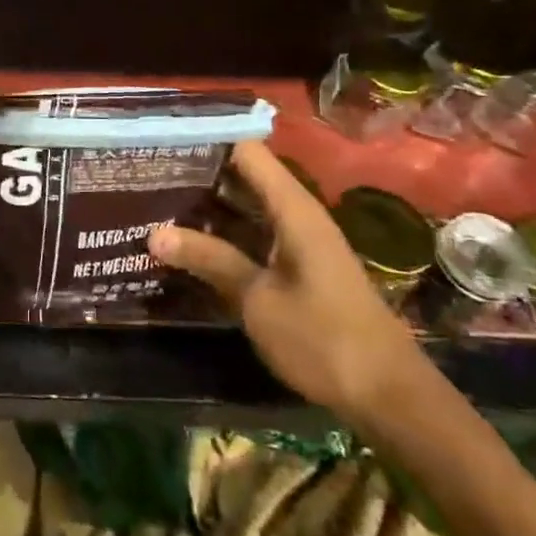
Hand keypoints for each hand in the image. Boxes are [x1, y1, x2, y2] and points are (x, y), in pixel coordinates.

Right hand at [149, 141, 430, 423]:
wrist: (388, 397)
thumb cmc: (324, 339)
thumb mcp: (258, 299)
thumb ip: (210, 260)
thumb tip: (155, 233)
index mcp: (294, 209)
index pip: (246, 151)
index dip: (207, 139)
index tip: (162, 138)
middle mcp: (298, 215)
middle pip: (244, 176)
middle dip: (198, 172)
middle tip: (146, 172)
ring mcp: (299, 242)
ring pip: (246, 207)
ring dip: (207, 205)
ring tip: (154, 199)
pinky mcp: (298, 268)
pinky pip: (254, 234)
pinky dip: (223, 233)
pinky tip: (188, 242)